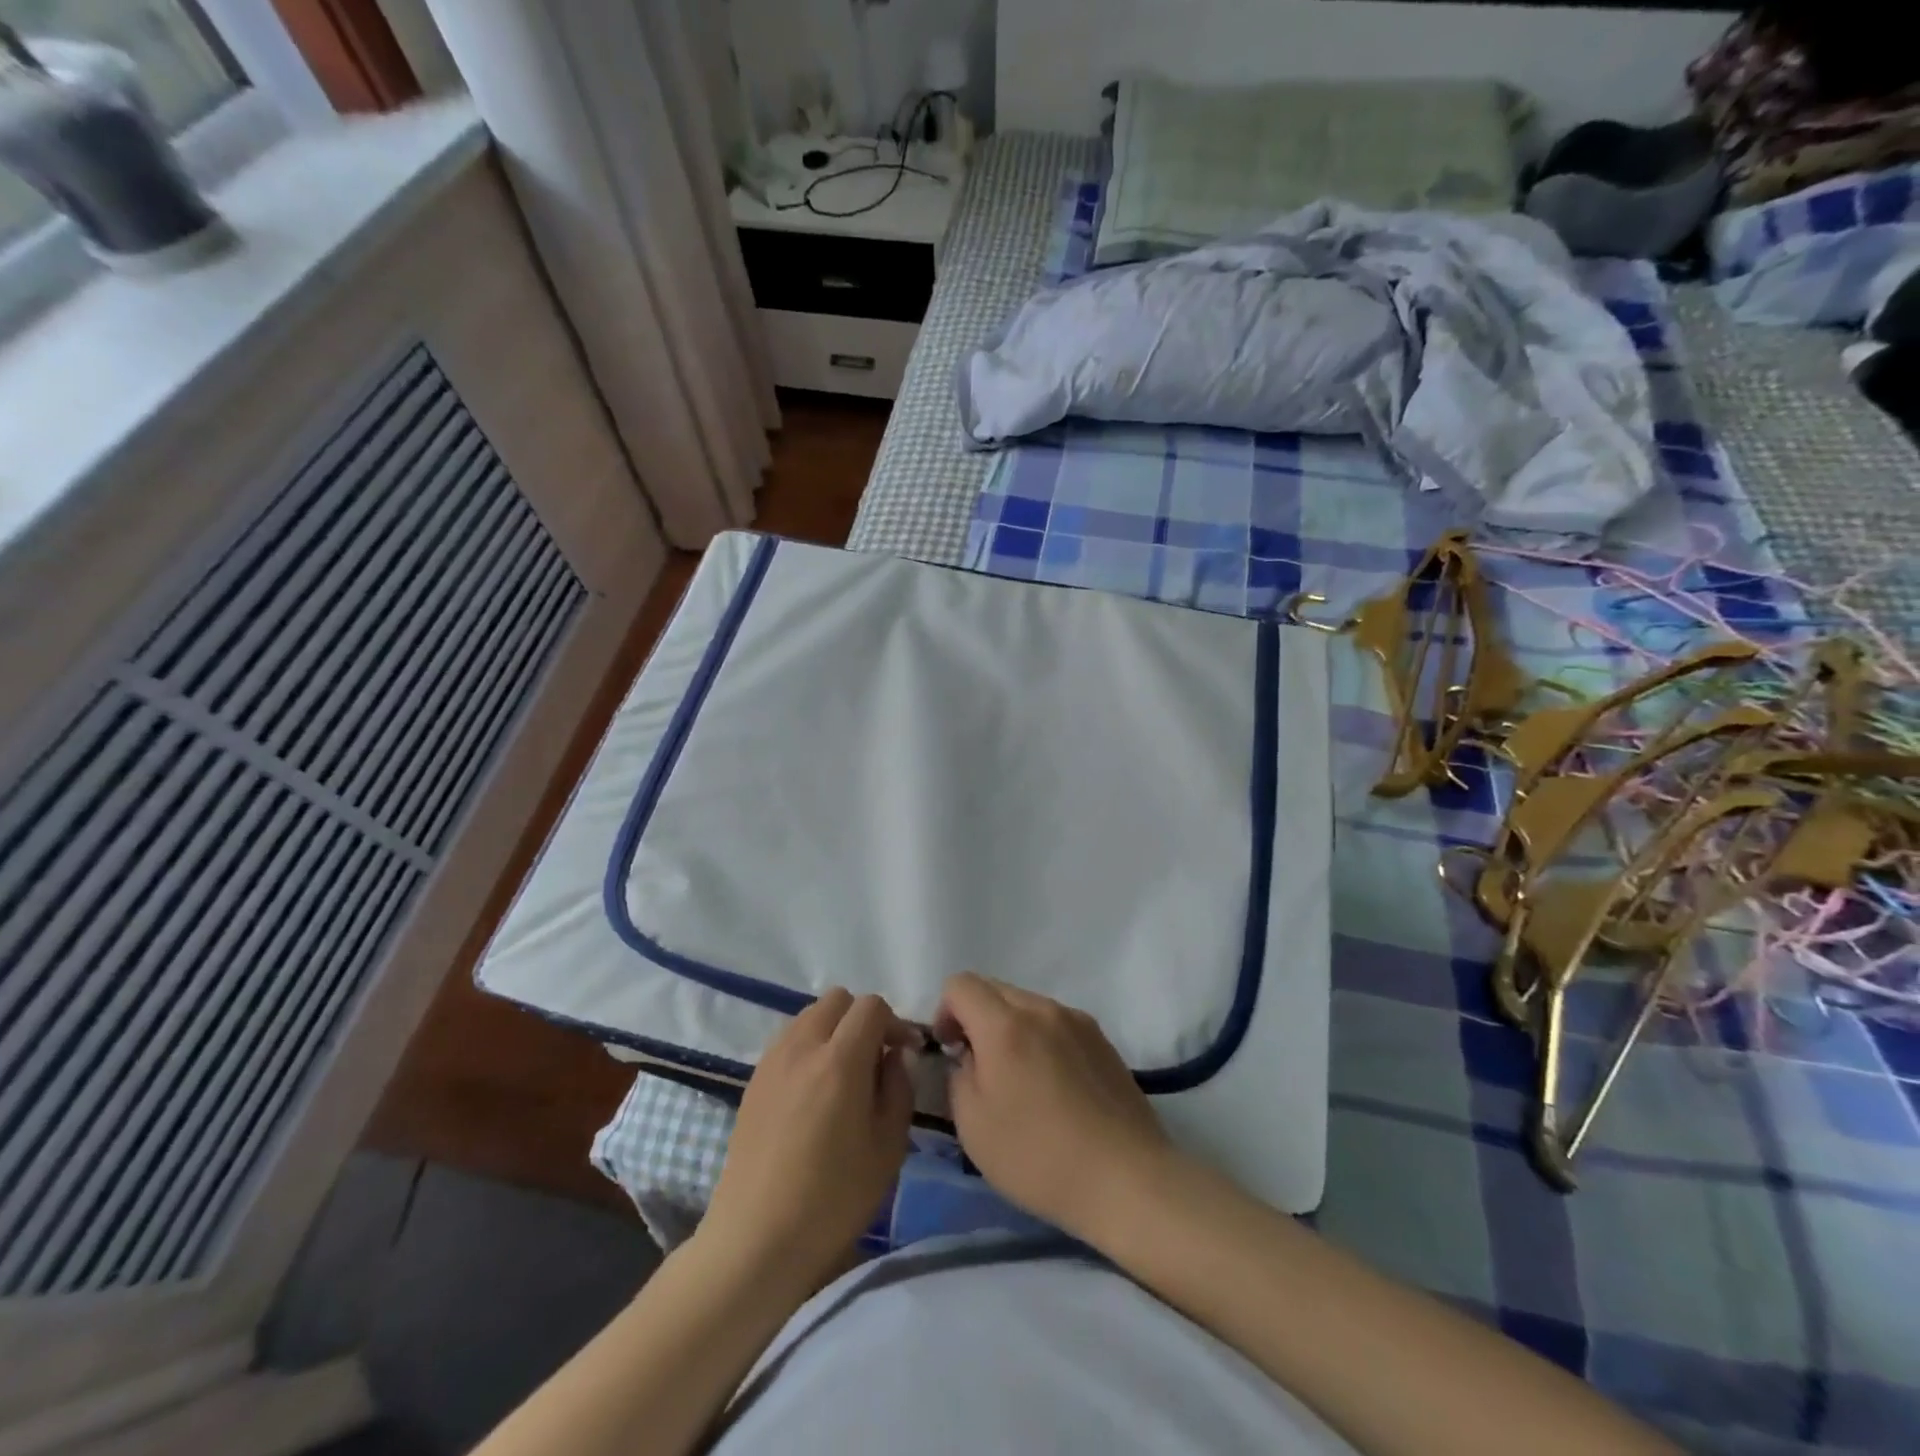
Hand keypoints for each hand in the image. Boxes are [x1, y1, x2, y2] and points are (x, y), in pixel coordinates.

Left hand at [701, 989, 914, 1295]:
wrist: (756, 1240)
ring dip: (833, 1030)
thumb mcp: (888, 1147)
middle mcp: (803, 1046)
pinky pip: (788, 1040)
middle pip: (837, 1000)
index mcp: (840, 1060)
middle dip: (862, 1018)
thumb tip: (895, 1055)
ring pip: (809, 1015)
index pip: (871, 1006)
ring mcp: (772, 1060)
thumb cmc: (832, 1199)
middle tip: (875, 1058)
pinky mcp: (753, 1080)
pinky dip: (808, 1047)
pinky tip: (814, 1091)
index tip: (905, 1052)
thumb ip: (899, 1088)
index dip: (894, 1022)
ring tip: (843, 1074)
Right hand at [932, 973, 1178, 1240]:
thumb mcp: (974, 1126)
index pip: (961, 984)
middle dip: (976, 1017)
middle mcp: (1042, 1009)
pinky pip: (1056, 1022)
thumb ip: (959, 1075)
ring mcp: (1077, 1021)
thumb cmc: (1039, 1157)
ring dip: (1010, 1027)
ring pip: (1027, 1004)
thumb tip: (969, 1056)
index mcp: (1005, 1025)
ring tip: (1019, 1080)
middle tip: (979, 1067)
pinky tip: (1053, 1087)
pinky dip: (1041, 1038)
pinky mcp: (1102, 1039)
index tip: (951, 1051)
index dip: (945, 1012)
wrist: (1126, 1179)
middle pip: (994, 988)